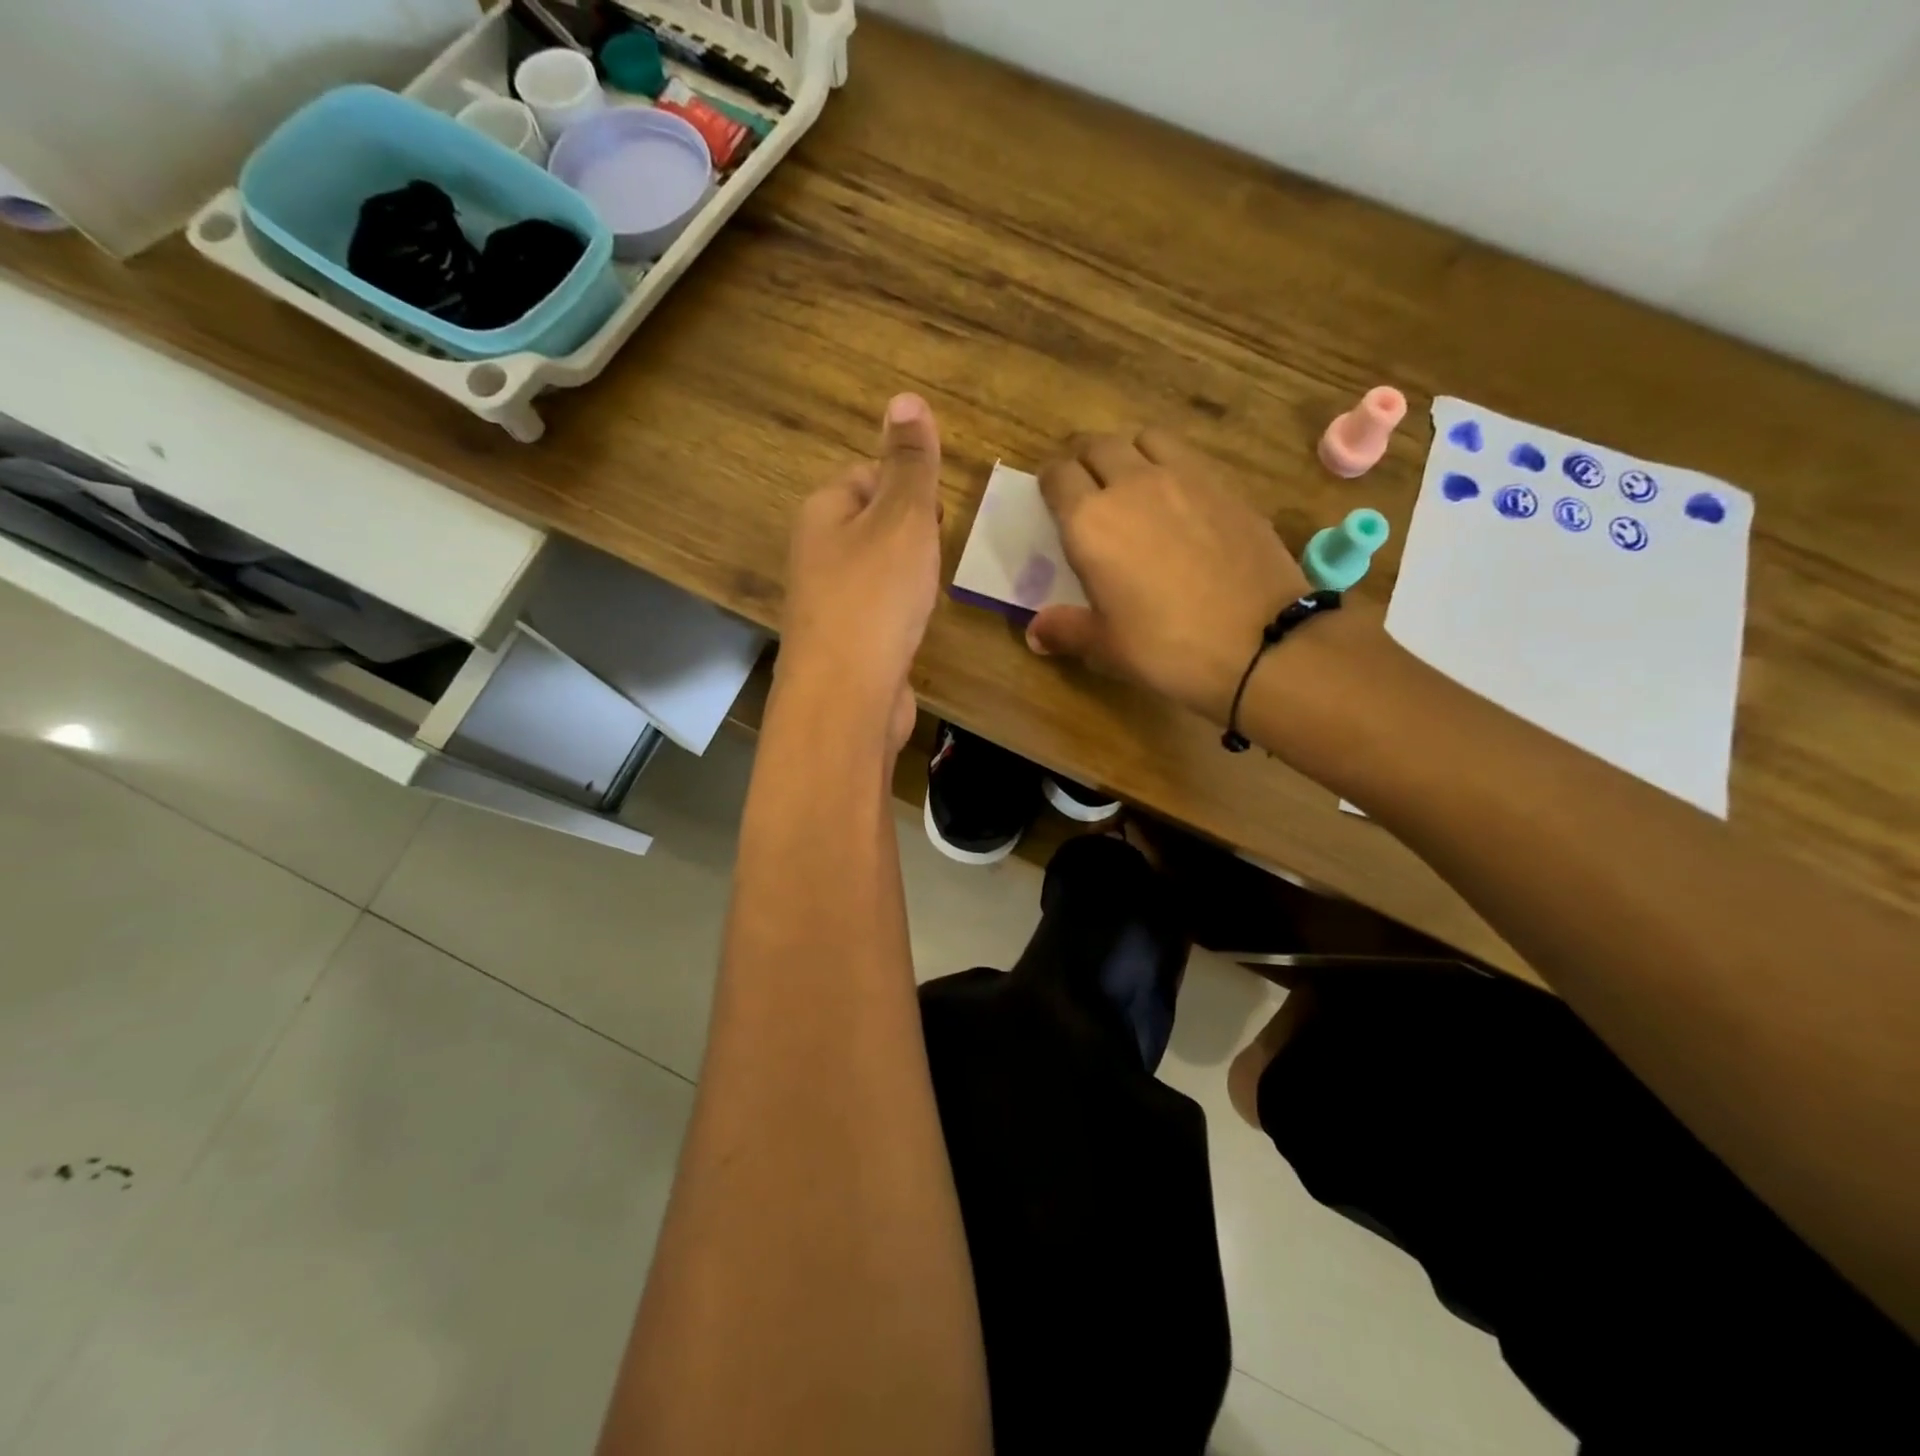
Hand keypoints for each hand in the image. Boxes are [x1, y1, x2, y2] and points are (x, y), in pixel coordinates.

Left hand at [780, 393, 944, 750]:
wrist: (846, 696)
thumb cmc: (875, 597)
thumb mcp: (902, 518)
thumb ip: (910, 465)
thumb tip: (905, 398)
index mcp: (822, 513)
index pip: (866, 476)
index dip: (907, 488)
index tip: (937, 514)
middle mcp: (815, 554)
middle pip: (870, 525)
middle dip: (909, 535)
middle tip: (935, 553)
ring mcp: (825, 604)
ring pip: (874, 572)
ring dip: (906, 577)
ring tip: (927, 592)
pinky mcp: (842, 645)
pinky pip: (876, 612)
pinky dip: (898, 615)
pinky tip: (913, 628)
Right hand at [1027, 429, 1309, 721]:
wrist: (1259, 642)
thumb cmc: (1166, 647)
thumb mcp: (1105, 647)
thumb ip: (1065, 630)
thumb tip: (1035, 633)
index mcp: (1090, 521)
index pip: (1058, 476)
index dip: (1049, 482)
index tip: (1050, 496)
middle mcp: (1132, 484)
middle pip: (1098, 445)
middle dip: (1083, 458)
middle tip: (1083, 483)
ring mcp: (1185, 478)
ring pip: (1145, 438)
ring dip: (1128, 451)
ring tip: (1130, 479)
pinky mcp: (1226, 485)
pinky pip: (1186, 456)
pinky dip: (1170, 464)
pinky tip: (1177, 498)